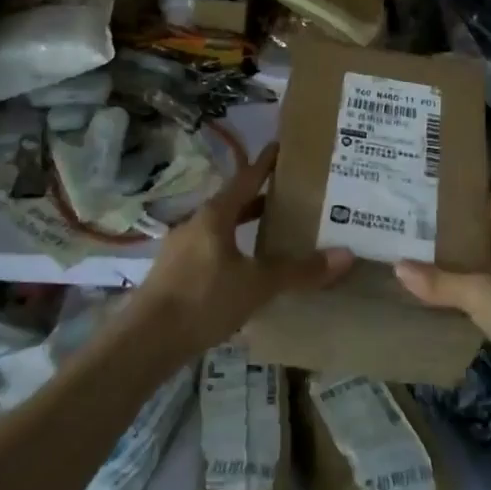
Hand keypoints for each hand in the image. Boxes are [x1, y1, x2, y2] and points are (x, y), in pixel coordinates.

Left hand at [128, 143, 351, 359]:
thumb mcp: (257, 285)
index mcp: (215, 214)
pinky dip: (233, 252)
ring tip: (274, 234)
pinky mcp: (175, 275)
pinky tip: (246, 271)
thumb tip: (345, 254)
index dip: (266, 163)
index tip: (283, 146)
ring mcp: (182, 249)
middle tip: (292, 196)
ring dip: (246, 228)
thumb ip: (298, 270)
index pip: (247, 178)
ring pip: (222, 230)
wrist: (145, 342)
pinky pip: (212, 252)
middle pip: (234, 203)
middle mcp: (197, 224)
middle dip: (261, 199)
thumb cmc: (203, 300)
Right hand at [395, 185, 490, 407]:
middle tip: (419, 208)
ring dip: (465, 250)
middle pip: (490, 223)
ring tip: (424, 243)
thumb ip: (441, 282)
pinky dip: (472, 283)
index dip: (474, 180)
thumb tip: (398, 265)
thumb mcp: (482, 296)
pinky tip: (449, 289)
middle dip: (460, 216)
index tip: (441, 170)